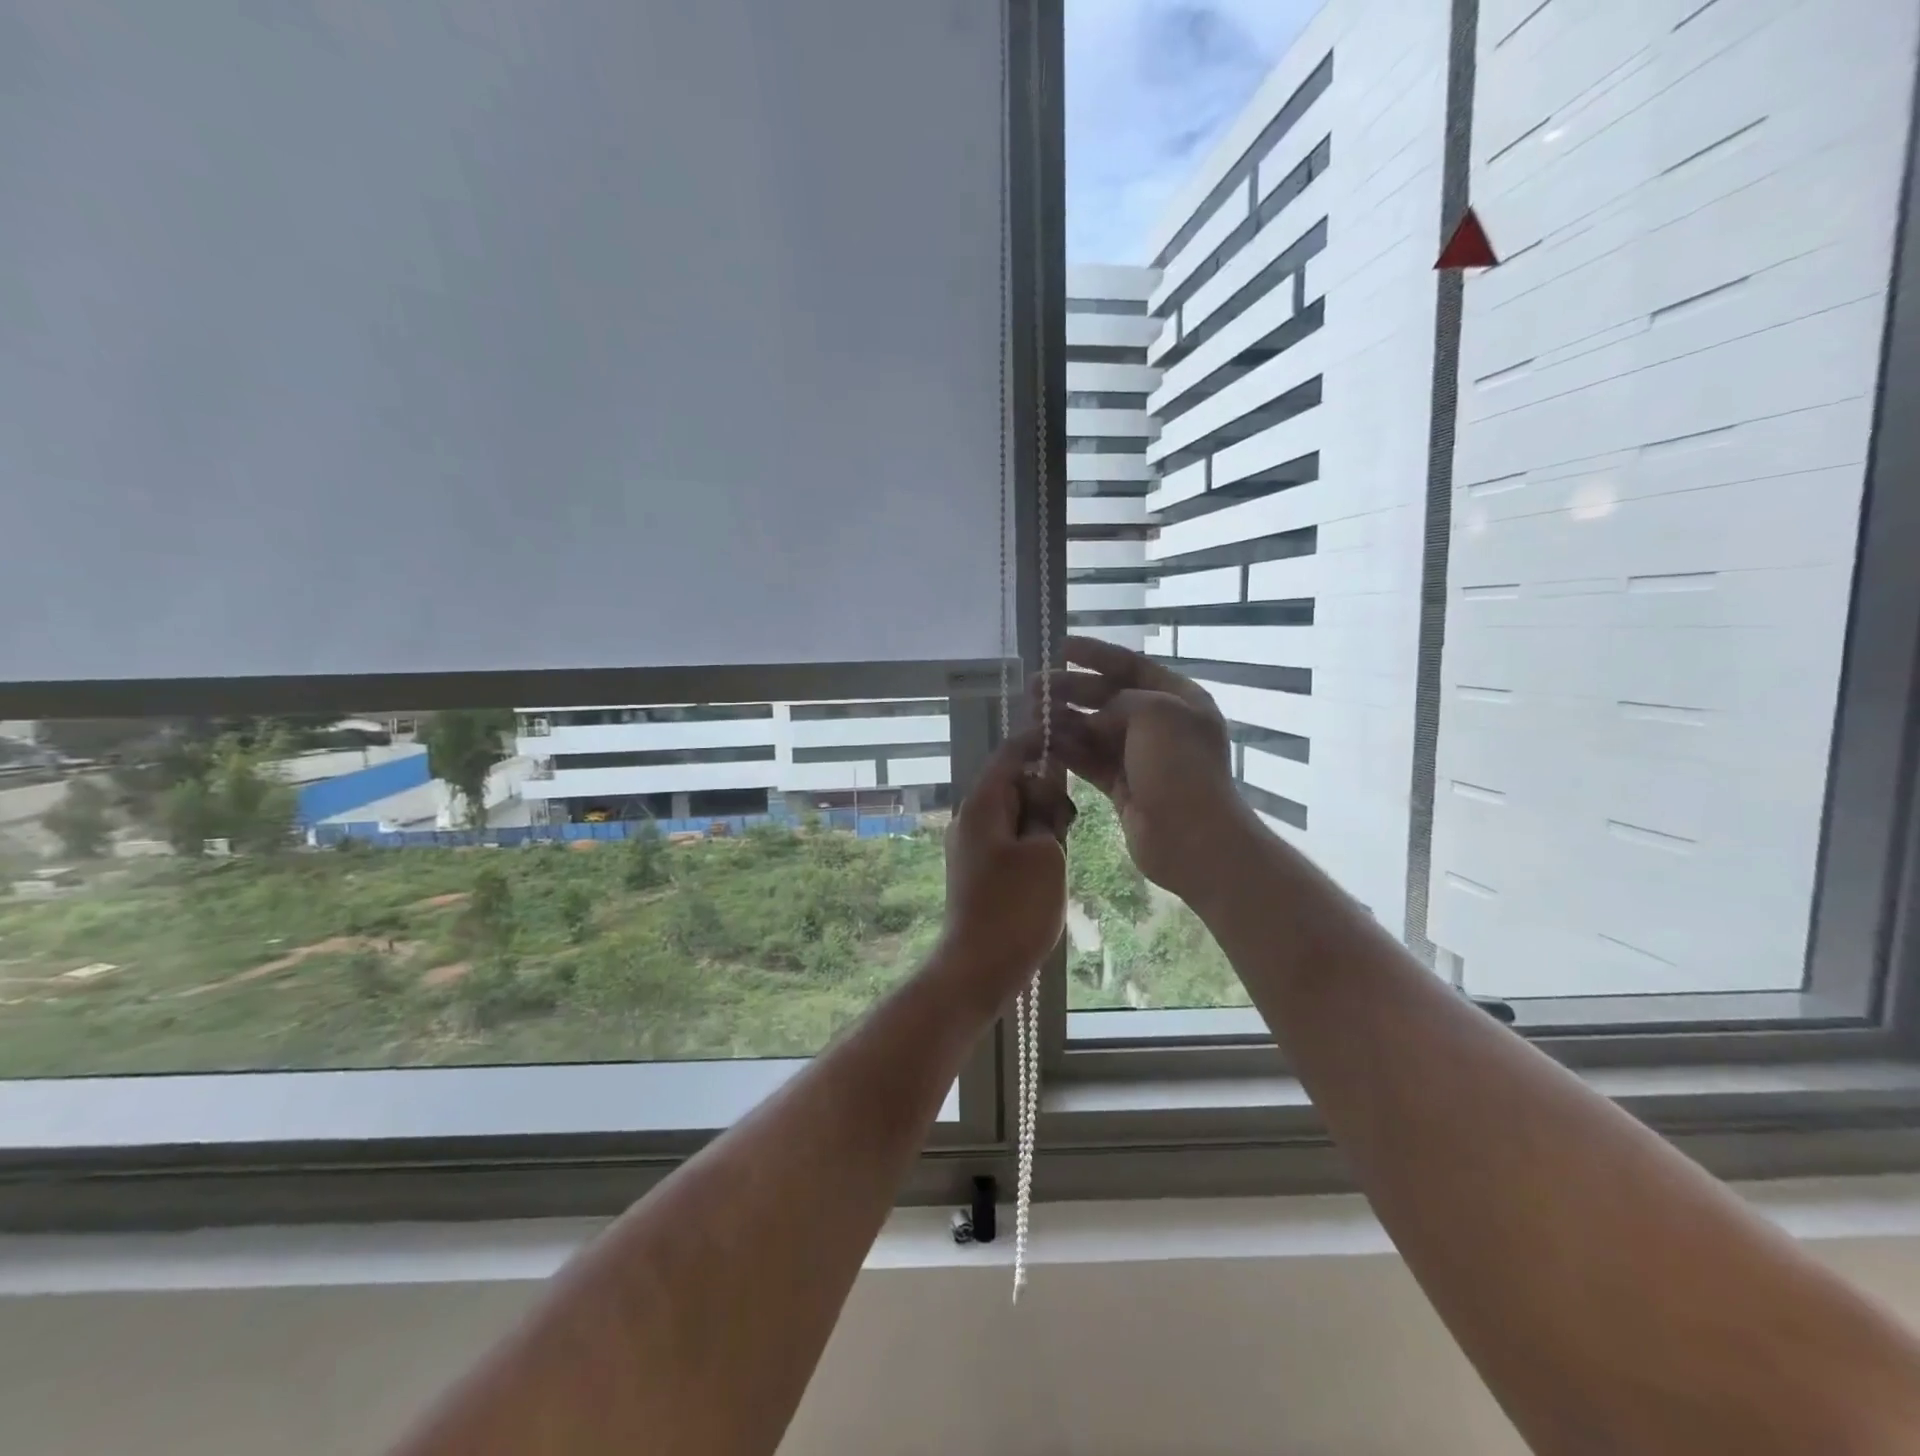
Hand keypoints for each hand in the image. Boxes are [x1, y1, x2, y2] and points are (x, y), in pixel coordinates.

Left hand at [939, 728, 1074, 1006]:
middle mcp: (970, 818)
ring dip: (1040, 821)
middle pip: (1012, 784)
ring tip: (1059, 847)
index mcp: (981, 805)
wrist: (978, 968)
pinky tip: (1048, 865)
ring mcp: (971, 845)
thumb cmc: (1015, 908)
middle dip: (1044, 793)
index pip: (1009, 754)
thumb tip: (1046, 794)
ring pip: (1013, 813)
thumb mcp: (1046, 853)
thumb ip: (1048, 813)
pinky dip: (1031, 840)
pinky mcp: (978, 868)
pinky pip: (1008, 838)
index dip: (1038, 741)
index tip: (1070, 735)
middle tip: (1066, 822)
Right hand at [1036, 635, 1247, 905]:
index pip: (1132, 666)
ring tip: (1031, 716)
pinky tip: (1042, 743)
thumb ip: (1119, 701)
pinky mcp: (1124, 787)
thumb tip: (1095, 718)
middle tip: (1034, 688)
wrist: (1192, 837)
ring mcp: (1142, 758)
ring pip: (1095, 731)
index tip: (1062, 647)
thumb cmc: (1179, 767)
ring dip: (1064, 722)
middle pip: (1109, 698)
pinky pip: (1091, 761)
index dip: (1097, 655)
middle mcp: (1161, 725)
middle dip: (1072, 691)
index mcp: (1179, 699)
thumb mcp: (1154, 713)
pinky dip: (1068, 752)